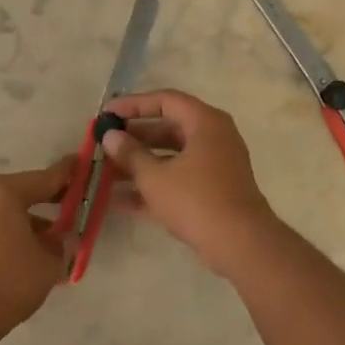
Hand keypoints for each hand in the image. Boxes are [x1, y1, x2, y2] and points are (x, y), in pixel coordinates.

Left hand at [0, 162, 72, 323]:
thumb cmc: (9, 279)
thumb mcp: (49, 261)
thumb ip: (61, 244)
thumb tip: (62, 239)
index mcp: (2, 192)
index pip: (44, 178)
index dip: (68, 174)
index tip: (83, 163)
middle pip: (22, 194)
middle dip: (49, 203)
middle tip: (74, 208)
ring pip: (6, 214)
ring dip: (30, 224)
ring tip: (54, 245)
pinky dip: (12, 236)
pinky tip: (30, 257)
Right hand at [101, 90, 280, 276]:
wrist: (240, 244)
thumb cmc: (196, 200)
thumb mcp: (155, 177)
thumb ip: (129, 154)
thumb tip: (110, 136)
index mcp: (204, 122)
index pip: (165, 100)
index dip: (133, 105)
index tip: (106, 114)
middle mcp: (213, 137)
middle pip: (168, 128)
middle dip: (134, 138)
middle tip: (104, 144)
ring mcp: (215, 165)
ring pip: (171, 157)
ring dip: (140, 164)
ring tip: (105, 173)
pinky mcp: (213, 191)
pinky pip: (178, 179)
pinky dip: (154, 186)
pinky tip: (120, 201)